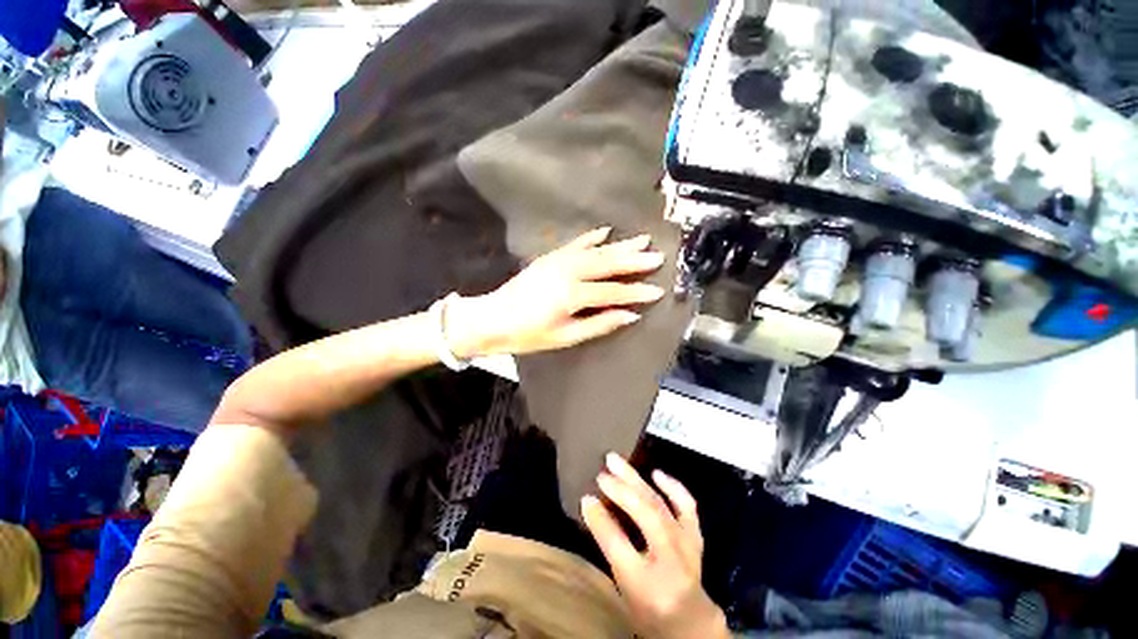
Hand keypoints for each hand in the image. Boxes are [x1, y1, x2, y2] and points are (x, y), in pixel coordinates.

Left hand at [445, 227, 665, 358]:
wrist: (491, 318)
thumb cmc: (528, 335)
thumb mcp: (565, 337)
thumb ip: (599, 323)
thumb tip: (629, 315)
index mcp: (571, 294)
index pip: (612, 291)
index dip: (636, 292)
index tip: (658, 291)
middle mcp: (567, 272)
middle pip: (607, 264)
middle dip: (633, 260)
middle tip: (657, 256)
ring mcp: (557, 261)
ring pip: (595, 251)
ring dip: (619, 245)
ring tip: (641, 239)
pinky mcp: (549, 257)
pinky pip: (575, 244)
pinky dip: (591, 237)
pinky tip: (606, 231)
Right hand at [581, 453, 729, 638]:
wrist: (689, 620)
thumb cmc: (649, 605)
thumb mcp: (623, 583)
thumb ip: (608, 545)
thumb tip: (590, 504)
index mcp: (647, 584)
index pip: (619, 545)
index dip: (600, 520)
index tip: (585, 497)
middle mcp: (671, 561)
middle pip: (646, 515)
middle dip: (621, 491)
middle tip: (601, 474)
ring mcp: (687, 544)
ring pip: (660, 504)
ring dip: (636, 480)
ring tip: (616, 461)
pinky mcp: (695, 534)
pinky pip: (686, 504)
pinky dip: (672, 486)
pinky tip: (655, 473)